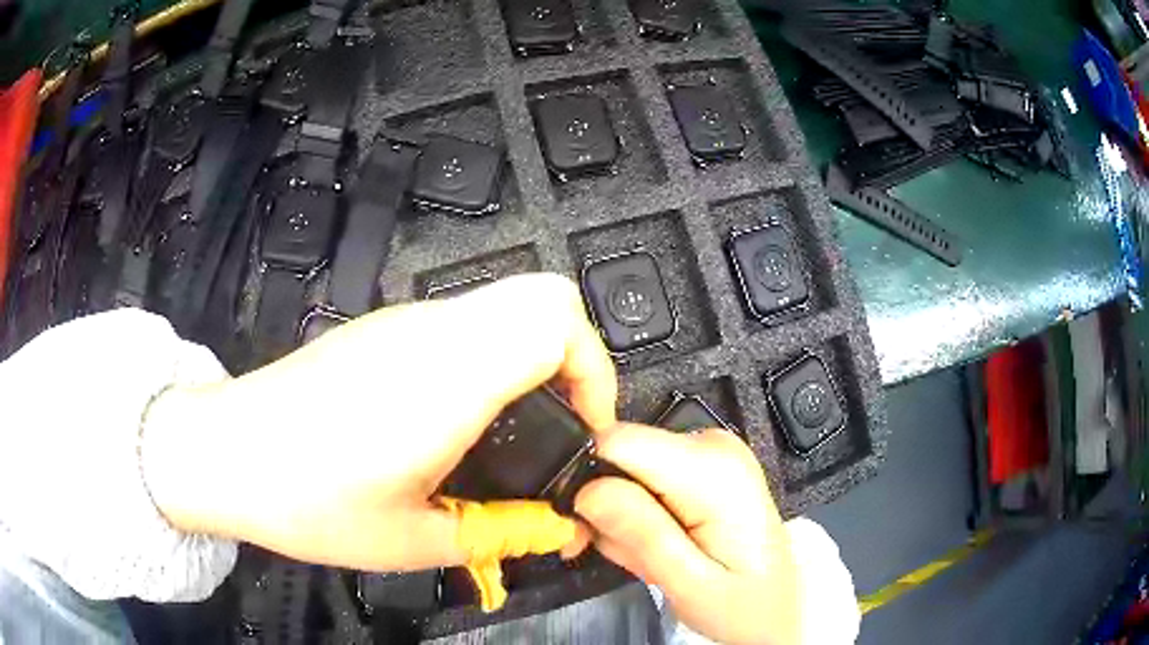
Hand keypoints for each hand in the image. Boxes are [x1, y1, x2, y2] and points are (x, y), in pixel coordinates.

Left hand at [140, 273, 615, 571]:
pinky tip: (456, 418)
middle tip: (559, 423)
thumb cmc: (307, 500)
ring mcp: (403, 323)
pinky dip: (490, 358)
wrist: (225, 453)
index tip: (586, 429)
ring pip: (503, 307)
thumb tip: (558, 531)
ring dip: (531, 359)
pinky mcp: (382, 330)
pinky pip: (464, 324)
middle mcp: (431, 333)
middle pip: (542, 297)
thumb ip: (500, 533)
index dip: (594, 370)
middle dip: (575, 358)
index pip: (556, 321)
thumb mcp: (412, 540)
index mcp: (447, 379)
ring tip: (510, 432)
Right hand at [576, 425, 799, 644]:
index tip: (581, 527)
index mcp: (715, 470)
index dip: (589, 481)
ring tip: (649, 559)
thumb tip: (588, 491)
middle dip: (605, 508)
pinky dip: (640, 516)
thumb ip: (643, 535)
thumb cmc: (742, 605)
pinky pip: (645, 480)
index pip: (619, 440)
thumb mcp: (690, 584)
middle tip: (620, 554)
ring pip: (627, 470)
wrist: (773, 609)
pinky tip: (660, 546)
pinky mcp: (701, 467)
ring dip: (623, 519)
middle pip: (621, 454)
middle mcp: (712, 447)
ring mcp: (708, 453)